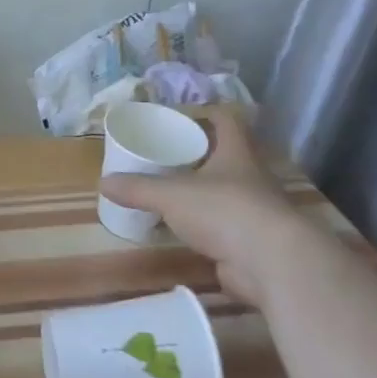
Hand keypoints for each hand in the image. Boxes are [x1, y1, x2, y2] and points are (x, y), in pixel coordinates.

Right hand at [99, 108, 307, 306]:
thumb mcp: (172, 195)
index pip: (228, 122)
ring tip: (172, 193)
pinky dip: (208, 228)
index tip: (188, 114)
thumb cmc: (225, 211)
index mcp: (237, 154)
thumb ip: (138, 188)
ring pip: (228, 194)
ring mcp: (257, 212)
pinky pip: (227, 228)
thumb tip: (103, 184)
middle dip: (202, 156)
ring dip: (205, 194)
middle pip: (228, 158)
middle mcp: (252, 178)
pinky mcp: (255, 244)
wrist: (273, 264)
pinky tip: (186, 231)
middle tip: (168, 155)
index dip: (211, 113)